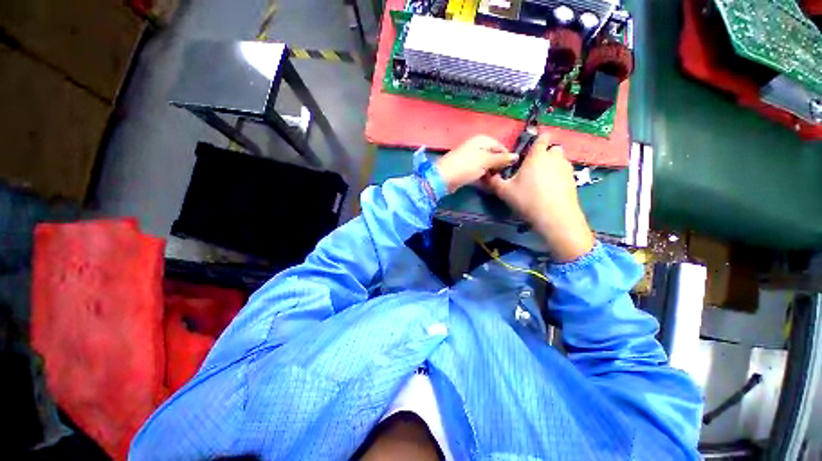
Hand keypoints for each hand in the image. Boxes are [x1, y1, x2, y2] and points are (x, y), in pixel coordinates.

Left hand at [436, 135, 518, 191]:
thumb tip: (516, 156)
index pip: (500, 146)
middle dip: (498, 166)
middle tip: (503, 177)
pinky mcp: (465, 169)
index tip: (511, 169)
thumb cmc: (466, 165)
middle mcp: (476, 146)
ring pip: (485, 165)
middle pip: (492, 155)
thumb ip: (501, 159)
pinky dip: (482, 177)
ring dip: (490, 173)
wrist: (444, 177)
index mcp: (482, 140)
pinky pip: (478, 171)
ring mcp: (470, 158)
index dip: (506, 157)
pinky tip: (486, 184)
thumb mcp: (486, 161)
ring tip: (495, 181)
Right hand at [483, 134, 593, 261]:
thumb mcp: (505, 191)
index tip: (532, 147)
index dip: (538, 138)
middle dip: (546, 153)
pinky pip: (564, 172)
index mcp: (537, 156)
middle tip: (534, 166)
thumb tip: (488, 175)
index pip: (542, 138)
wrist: (555, 216)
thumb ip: (495, 181)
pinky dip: (558, 176)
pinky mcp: (573, 180)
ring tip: (542, 179)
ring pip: (560, 160)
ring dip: (552, 165)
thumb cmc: (527, 199)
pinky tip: (550, 189)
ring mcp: (566, 168)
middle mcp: (554, 158)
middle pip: (553, 148)